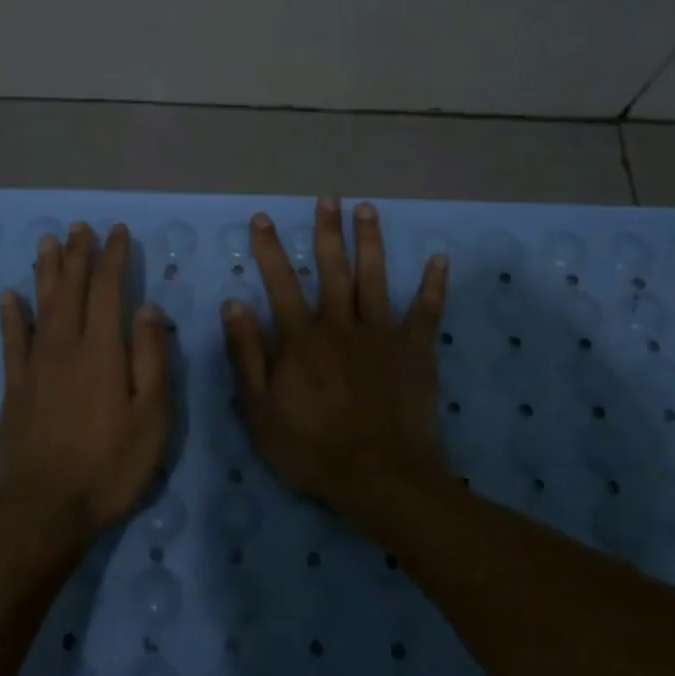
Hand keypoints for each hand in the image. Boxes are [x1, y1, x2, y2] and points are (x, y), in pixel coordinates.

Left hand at [0, 222, 169, 544]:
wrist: (44, 510)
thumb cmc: (109, 466)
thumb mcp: (151, 417)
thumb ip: (151, 358)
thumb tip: (148, 308)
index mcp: (103, 351)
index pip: (108, 291)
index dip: (113, 258)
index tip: (116, 232)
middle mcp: (66, 347)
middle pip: (71, 290)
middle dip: (78, 255)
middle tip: (80, 226)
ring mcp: (36, 366)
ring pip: (41, 306)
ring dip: (46, 272)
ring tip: (47, 242)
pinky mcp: (15, 388)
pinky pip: (12, 341)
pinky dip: (11, 316)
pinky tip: (9, 296)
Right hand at [221, 198, 450, 506]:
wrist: (379, 478)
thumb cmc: (312, 449)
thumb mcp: (260, 409)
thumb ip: (246, 354)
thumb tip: (234, 303)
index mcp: (301, 339)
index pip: (281, 283)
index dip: (270, 249)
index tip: (264, 219)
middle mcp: (340, 325)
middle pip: (332, 268)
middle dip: (327, 231)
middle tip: (327, 197)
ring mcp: (381, 335)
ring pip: (374, 278)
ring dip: (370, 242)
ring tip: (367, 209)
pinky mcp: (414, 351)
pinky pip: (426, 312)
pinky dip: (433, 286)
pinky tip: (439, 259)